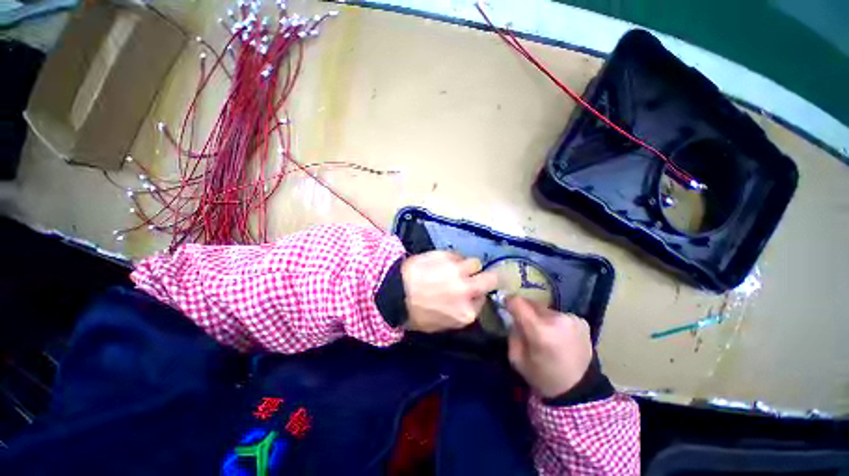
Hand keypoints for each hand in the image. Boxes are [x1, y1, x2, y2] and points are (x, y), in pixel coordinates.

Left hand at [401, 251, 498, 332]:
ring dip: (467, 266)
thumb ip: (459, 314)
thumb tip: (467, 302)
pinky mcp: (447, 255)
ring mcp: (458, 271)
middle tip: (475, 276)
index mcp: (466, 314)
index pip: (483, 301)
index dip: (476, 295)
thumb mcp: (439, 325)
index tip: (469, 292)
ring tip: (454, 267)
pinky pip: (458, 255)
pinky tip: (441, 262)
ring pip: (475, 263)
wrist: (392, 292)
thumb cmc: (414, 313)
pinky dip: (453, 258)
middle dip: (486, 278)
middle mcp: (468, 291)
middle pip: (491, 279)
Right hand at [506, 297, 592, 397]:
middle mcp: (557, 319)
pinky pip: (559, 315)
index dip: (509, 301)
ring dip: (540, 316)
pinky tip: (557, 336)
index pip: (518, 302)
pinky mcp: (582, 322)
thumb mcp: (517, 359)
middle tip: (524, 323)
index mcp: (540, 330)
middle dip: (525, 310)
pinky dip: (554, 321)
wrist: (579, 391)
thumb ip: (513, 333)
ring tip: (543, 331)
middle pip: (532, 303)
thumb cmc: (543, 377)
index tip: (505, 304)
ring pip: (545, 309)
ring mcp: (572, 319)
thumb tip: (514, 318)